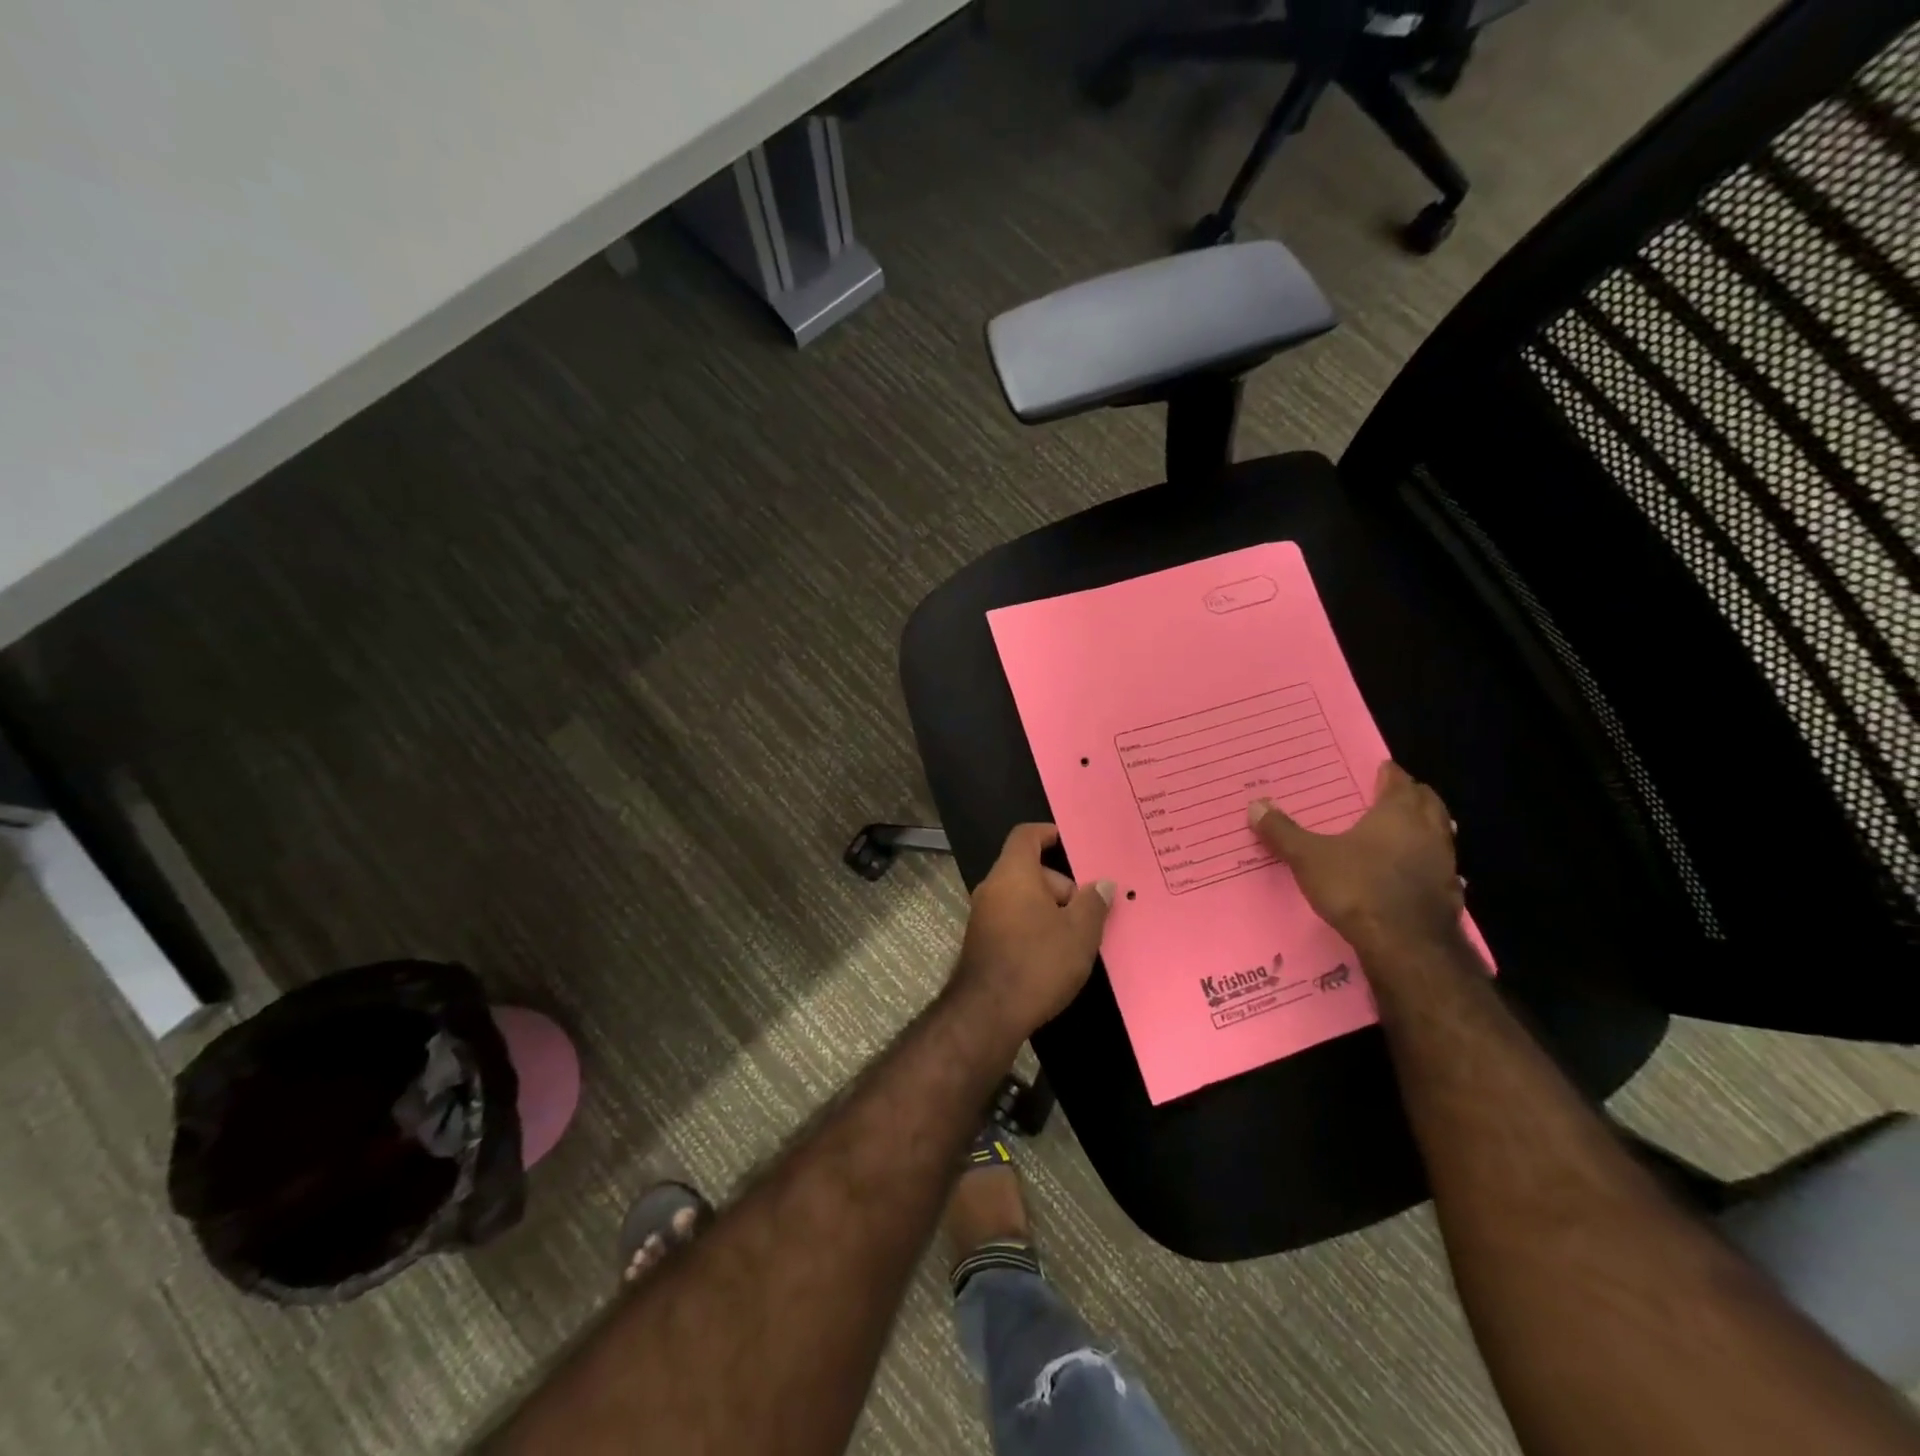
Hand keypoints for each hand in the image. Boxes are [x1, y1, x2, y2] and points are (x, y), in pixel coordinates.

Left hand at [953, 824, 1114, 1041]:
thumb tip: (1102, 884)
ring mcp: (982, 915)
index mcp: (1013, 873)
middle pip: (1028, 870)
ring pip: (1021, 898)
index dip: (1048, 833)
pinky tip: (1053, 954)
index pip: (1026, 835)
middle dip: (1060, 885)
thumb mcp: (1079, 933)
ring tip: (1076, 937)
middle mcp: (992, 887)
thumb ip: (1093, 903)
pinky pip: (1012, 919)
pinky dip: (1033, 926)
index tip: (1070, 843)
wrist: (988, 1013)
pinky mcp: (981, 941)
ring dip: (1048, 909)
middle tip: (1087, 911)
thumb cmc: (1038, 962)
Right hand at [1250, 762, 1462, 957]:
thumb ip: (1283, 832)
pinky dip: (1429, 864)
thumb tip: (1255, 804)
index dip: (1390, 774)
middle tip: (1394, 794)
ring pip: (1441, 835)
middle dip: (1414, 796)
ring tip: (1407, 830)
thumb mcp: (1308, 858)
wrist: (1406, 946)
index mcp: (1398, 814)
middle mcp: (1428, 832)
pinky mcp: (1450, 896)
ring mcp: (1445, 865)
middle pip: (1429, 803)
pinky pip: (1442, 869)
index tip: (1381, 769)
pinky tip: (1415, 874)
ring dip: (1426, 829)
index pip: (1400, 782)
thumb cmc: (1357, 888)